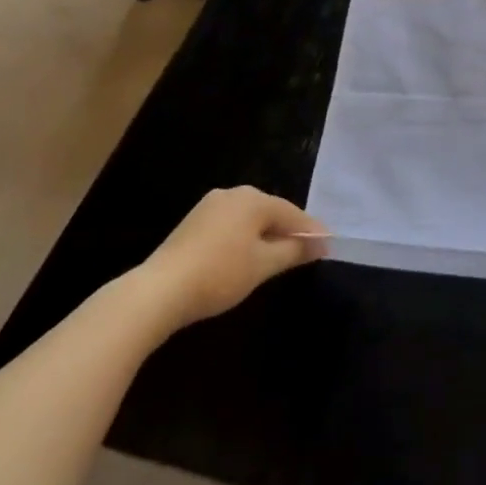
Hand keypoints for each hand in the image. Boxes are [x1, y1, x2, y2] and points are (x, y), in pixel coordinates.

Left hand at [136, 186, 328, 330]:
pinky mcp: (193, 222)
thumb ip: (294, 251)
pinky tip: (245, 257)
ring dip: (266, 235)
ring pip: (249, 219)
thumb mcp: (263, 265)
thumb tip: (321, 243)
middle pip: (271, 212)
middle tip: (306, 251)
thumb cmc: (219, 274)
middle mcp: (233, 193)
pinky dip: (244, 238)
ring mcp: (210, 206)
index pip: (292, 213)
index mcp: (253, 199)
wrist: (158, 291)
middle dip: (288, 231)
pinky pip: (231, 225)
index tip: (327, 246)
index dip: (311, 231)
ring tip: (278, 257)